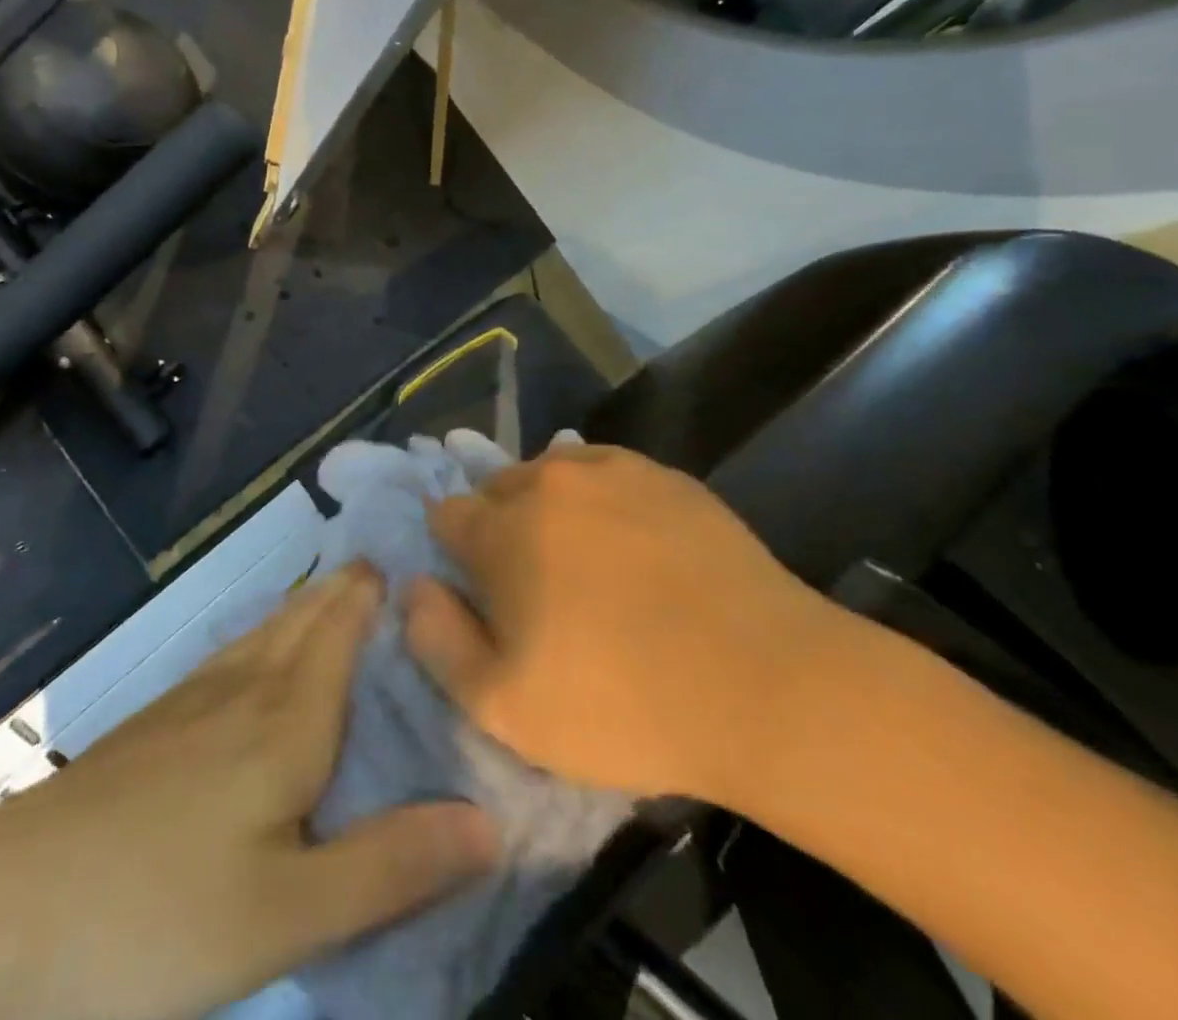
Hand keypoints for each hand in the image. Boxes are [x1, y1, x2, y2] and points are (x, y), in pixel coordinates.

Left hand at [35, 562, 497, 1019]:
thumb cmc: (153, 914)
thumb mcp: (287, 915)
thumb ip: (390, 866)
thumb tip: (490, 822)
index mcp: (287, 720)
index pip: (344, 630)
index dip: (376, 590)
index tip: (413, 555)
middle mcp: (244, 690)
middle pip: (305, 618)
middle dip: (346, 587)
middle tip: (385, 564)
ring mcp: (191, 701)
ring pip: (265, 631)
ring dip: (305, 604)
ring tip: (334, 588)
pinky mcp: (153, 725)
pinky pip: (230, 654)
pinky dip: (263, 634)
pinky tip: (254, 652)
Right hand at [403, 444, 849, 807]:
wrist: (764, 683)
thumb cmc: (621, 704)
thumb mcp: (503, 707)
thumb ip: (437, 640)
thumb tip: (413, 585)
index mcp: (500, 529)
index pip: (446, 514)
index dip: (455, 553)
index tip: (481, 591)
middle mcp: (547, 480)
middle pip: (497, 489)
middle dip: (500, 528)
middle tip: (536, 587)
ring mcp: (611, 469)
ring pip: (552, 475)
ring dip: (550, 509)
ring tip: (585, 564)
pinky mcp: (665, 475)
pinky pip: (607, 472)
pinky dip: (601, 499)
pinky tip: (632, 544)